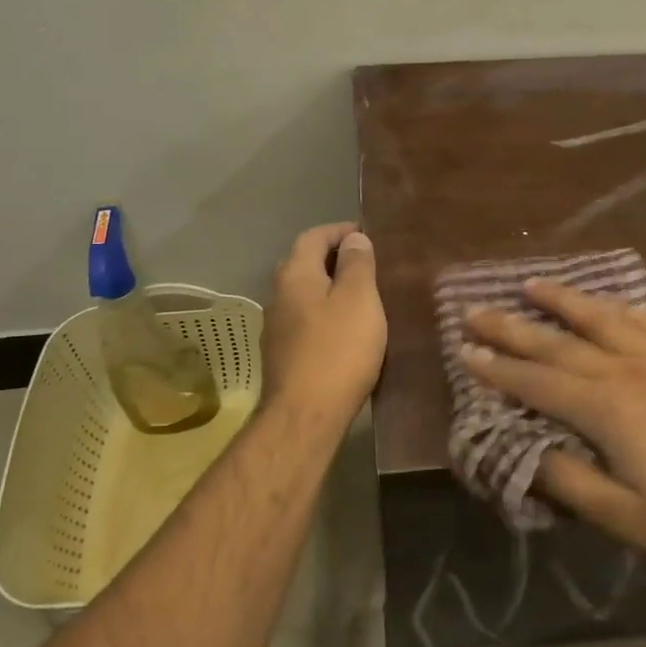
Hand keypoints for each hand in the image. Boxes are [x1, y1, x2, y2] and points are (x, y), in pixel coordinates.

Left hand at [260, 223, 387, 429]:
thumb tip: (354, 239)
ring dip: (330, 289)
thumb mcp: (359, 299)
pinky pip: (306, 322)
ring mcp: (276, 329)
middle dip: (334, 259)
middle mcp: (278, 296)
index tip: (368, 235)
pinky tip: (347, 331)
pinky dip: (326, 316)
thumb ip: (357, 264)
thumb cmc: (338, 350)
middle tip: (368, 265)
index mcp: (294, 275)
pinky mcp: (283, 357)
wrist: (305, 416)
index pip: (313, 237)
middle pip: (304, 264)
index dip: (340, 231)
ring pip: (304, 296)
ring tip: (363, 297)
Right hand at [462, 280, 645, 571]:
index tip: (465, 352)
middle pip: (557, 341)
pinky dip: (617, 306)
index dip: (498, 368)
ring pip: (599, 317)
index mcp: (606, 408)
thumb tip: (524, 454)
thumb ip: (570, 483)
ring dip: (561, 299)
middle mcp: (626, 369)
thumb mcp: (627, 519)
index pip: (537, 381)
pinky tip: (607, 302)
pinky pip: (644, 319)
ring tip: (530, 284)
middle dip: (511, 327)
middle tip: (475, 310)